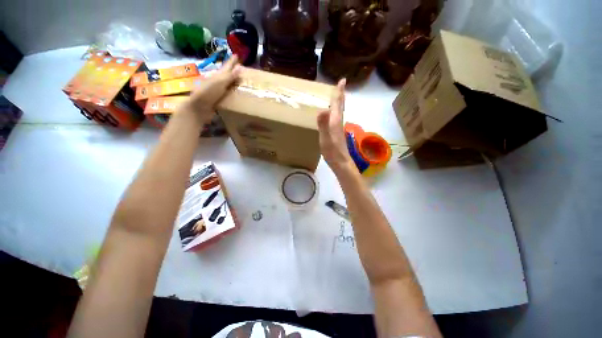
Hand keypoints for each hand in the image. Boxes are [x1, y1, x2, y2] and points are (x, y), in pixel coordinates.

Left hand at [178, 55, 241, 122]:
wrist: (199, 108)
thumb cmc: (208, 93)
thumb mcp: (220, 83)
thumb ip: (230, 76)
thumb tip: (240, 67)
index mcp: (217, 76)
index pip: (226, 67)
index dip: (231, 61)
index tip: (237, 55)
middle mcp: (216, 82)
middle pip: (226, 75)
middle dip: (233, 71)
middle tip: (241, 69)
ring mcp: (216, 91)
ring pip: (226, 84)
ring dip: (232, 82)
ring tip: (240, 81)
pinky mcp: (217, 100)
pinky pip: (227, 94)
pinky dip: (231, 92)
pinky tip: (235, 94)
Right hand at [317, 79, 352, 172]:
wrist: (341, 163)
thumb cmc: (332, 152)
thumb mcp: (325, 138)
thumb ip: (323, 125)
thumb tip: (323, 109)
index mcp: (335, 121)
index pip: (337, 104)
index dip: (339, 92)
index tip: (342, 80)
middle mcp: (338, 122)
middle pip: (340, 106)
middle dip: (340, 95)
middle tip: (341, 85)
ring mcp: (338, 128)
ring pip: (339, 112)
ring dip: (339, 103)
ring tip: (337, 97)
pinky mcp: (337, 133)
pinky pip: (337, 118)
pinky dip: (336, 112)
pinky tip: (333, 115)